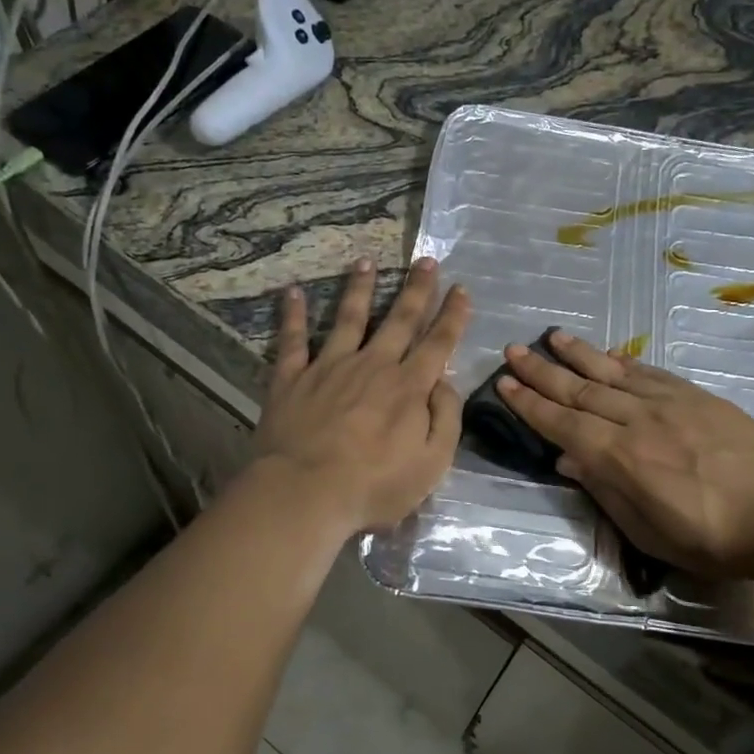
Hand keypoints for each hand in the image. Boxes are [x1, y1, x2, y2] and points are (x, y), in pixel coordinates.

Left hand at [251, 257, 470, 534]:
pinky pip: (293, 340)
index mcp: (408, 387)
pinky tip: (293, 291)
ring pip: (348, 318)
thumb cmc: (373, 486)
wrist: (304, 493)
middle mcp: (372, 366)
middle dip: (416, 289)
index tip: (462, 289)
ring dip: (359, 288)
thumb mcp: (432, 464)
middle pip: (399, 320)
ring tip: (365, 261)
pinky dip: (293, 314)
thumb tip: (445, 383)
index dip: (453, 316)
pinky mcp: (292, 378)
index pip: (438, 343)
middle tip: (426, 261)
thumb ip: (445, 420)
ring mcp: (330, 367)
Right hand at [498, 332, 753, 579]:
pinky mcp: (696, 396)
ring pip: (611, 372)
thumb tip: (569, 461)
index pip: (563, 424)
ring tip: (551, 336)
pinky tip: (606, 355)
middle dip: (542, 371)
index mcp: (623, 459)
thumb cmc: (714, 539)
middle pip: (580, 390)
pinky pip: (648, 372)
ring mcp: (669, 403)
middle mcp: (639, 421)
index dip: (530, 404)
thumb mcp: (651, 533)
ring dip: (577, 354)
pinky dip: (621, 362)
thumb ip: (607, 492)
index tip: (504, 384)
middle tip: (513, 350)